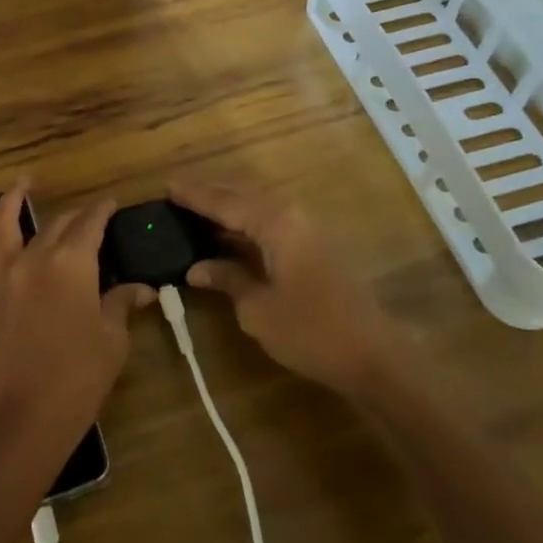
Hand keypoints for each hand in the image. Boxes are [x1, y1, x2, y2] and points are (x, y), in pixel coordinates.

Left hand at [0, 178, 153, 469]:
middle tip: (90, 213)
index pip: (90, 225)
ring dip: (14, 200)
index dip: (102, 212)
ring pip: (6, 224)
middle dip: (76, 215)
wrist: (21, 419)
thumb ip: (121, 305)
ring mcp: (5, 274)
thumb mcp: (111, 341)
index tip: (112, 204)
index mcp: (72, 264)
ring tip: (22, 182)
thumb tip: (141, 289)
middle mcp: (35, 257)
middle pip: (57, 224)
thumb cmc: (77, 379)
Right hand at [170, 178, 394, 392]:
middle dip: (211, 196)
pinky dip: (248, 226)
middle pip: (244, 196)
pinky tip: (231, 238)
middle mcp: (293, 215)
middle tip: (179, 196)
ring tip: (197, 214)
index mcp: (277, 223)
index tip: (167, 186)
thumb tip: (197, 267)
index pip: (225, 202)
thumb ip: (227, 279)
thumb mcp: (258, 309)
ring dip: (230, 210)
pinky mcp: (318, 246)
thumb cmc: (310, 332)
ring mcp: (309, 229)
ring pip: (260, 208)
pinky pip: (273, 223)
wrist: (374, 357)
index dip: (195, 195)